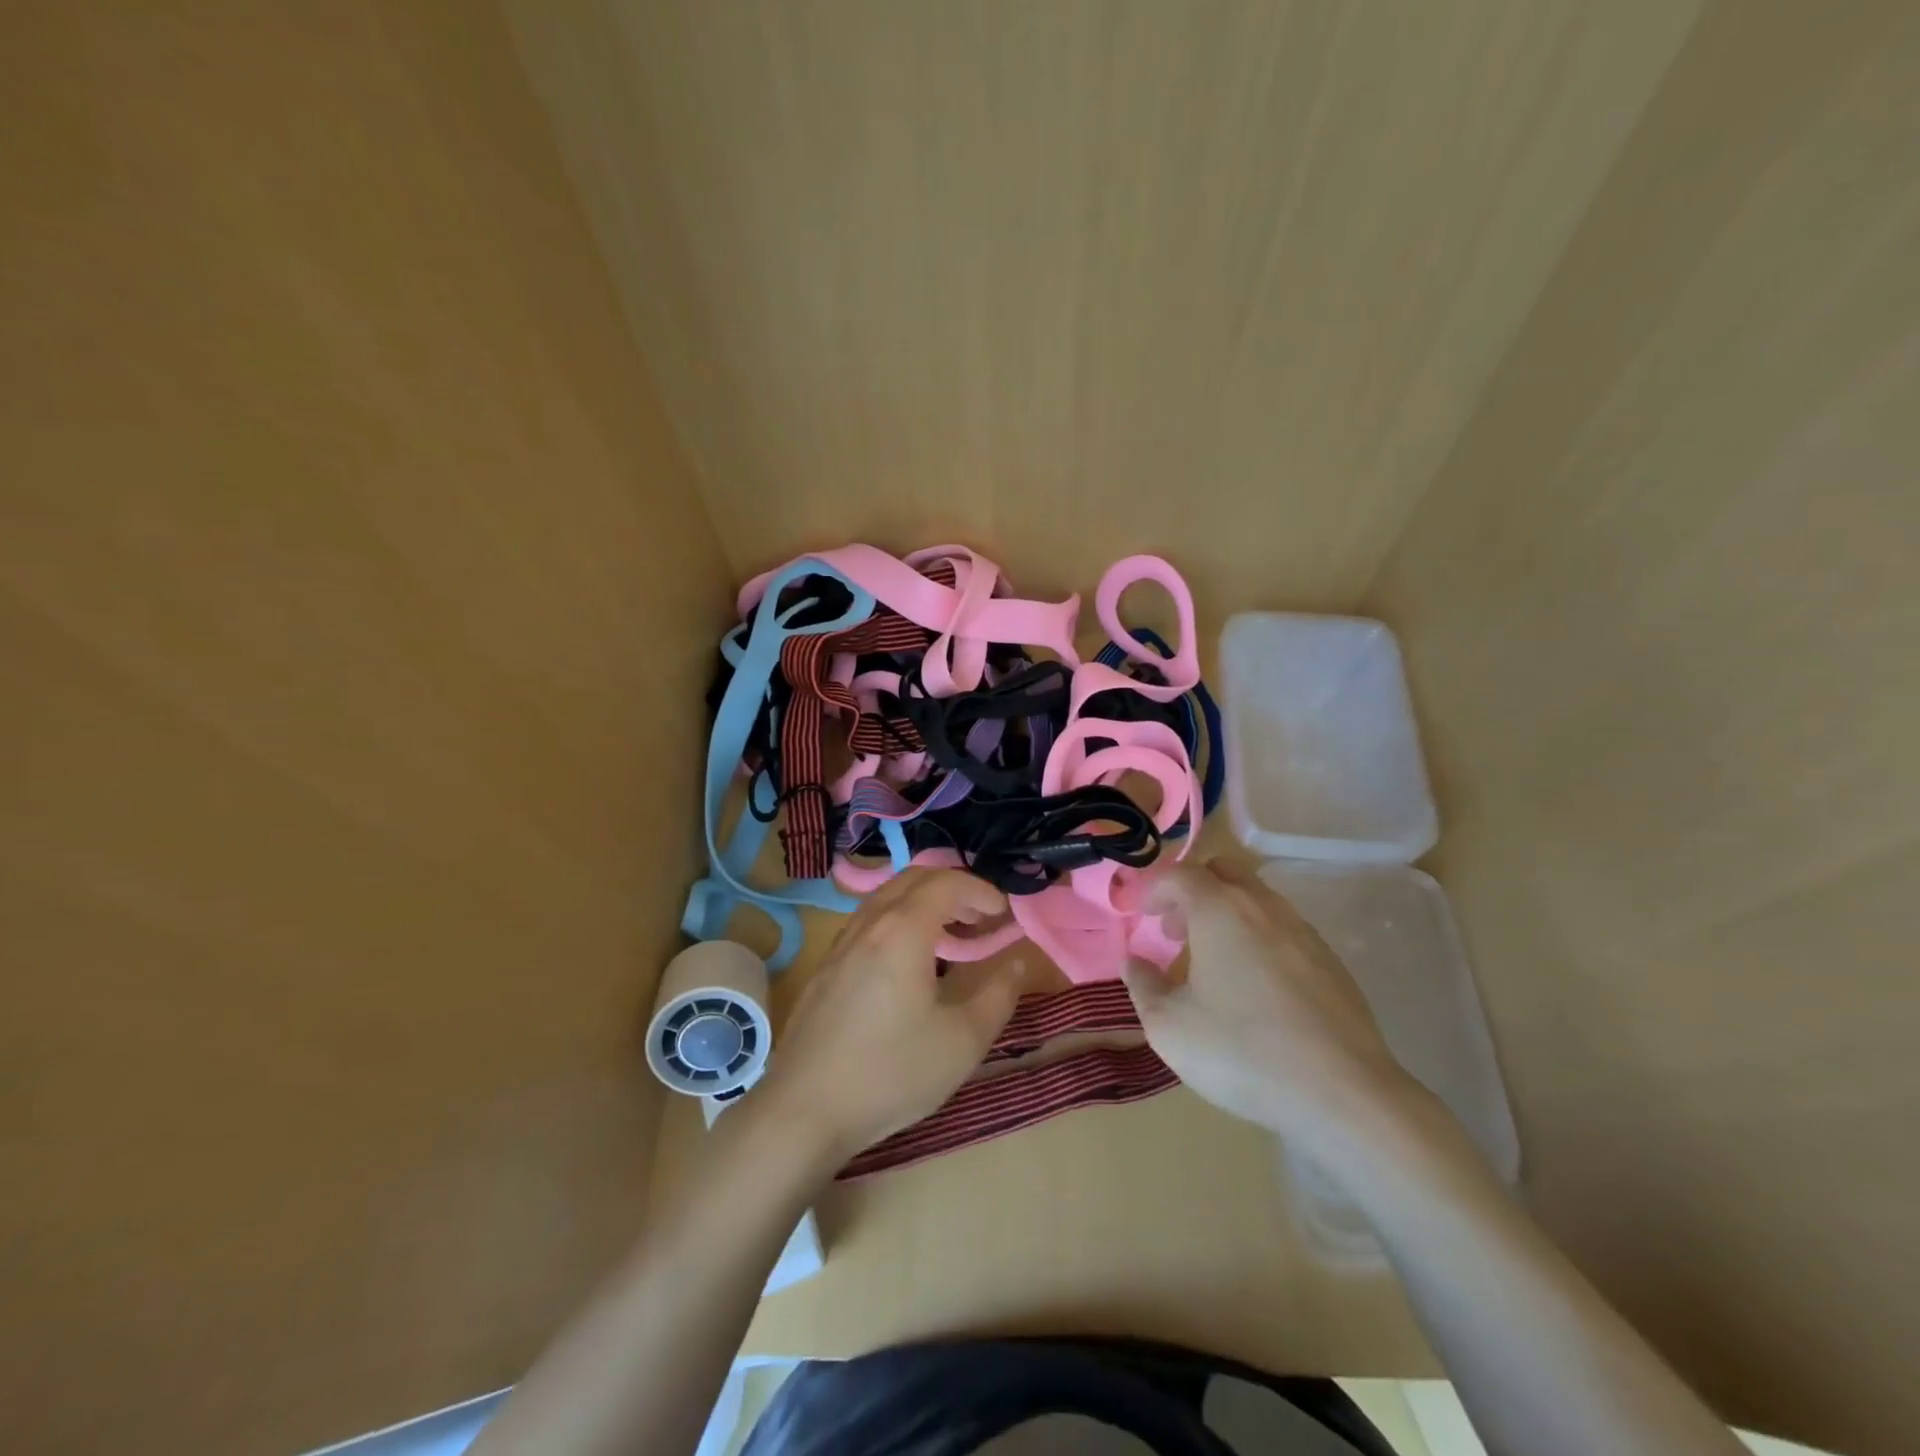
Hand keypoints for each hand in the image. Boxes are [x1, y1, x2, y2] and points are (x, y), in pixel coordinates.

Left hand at [756, 869, 1022, 1165]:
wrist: (804, 1110)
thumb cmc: (892, 1073)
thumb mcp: (963, 1040)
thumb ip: (998, 994)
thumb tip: (1016, 961)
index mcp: (903, 931)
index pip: (946, 882)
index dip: (981, 889)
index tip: (1004, 913)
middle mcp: (869, 924)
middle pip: (913, 878)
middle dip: (954, 888)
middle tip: (981, 918)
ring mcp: (841, 944)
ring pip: (887, 897)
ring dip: (924, 902)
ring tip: (951, 937)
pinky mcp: (825, 967)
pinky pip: (869, 921)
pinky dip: (899, 920)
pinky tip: (909, 962)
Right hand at [1126, 859, 1414, 1150]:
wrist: (1343, 1092)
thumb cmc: (1241, 1051)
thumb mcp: (1169, 1026)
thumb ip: (1142, 986)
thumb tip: (1135, 963)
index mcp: (1219, 909)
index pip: (1180, 874)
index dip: (1155, 889)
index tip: (1142, 916)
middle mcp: (1263, 906)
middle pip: (1223, 872)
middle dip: (1193, 892)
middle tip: (1176, 933)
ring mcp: (1303, 931)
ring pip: (1256, 900)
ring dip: (1226, 916)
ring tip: (1213, 963)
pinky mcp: (1331, 961)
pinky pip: (1283, 930)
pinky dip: (1258, 939)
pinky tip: (1255, 988)